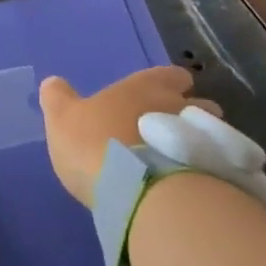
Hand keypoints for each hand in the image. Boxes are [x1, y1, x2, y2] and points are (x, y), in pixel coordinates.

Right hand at [38, 67, 214, 206]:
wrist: (135, 191)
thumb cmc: (94, 144)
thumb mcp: (62, 119)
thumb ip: (58, 98)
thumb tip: (53, 82)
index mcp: (145, 87)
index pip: (171, 74)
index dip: (170, 83)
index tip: (165, 94)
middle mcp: (178, 105)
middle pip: (199, 103)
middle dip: (192, 113)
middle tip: (174, 131)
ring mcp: (198, 139)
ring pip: (209, 134)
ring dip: (199, 142)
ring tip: (183, 161)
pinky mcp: (210, 172)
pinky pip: (213, 165)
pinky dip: (205, 170)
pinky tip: (190, 185)